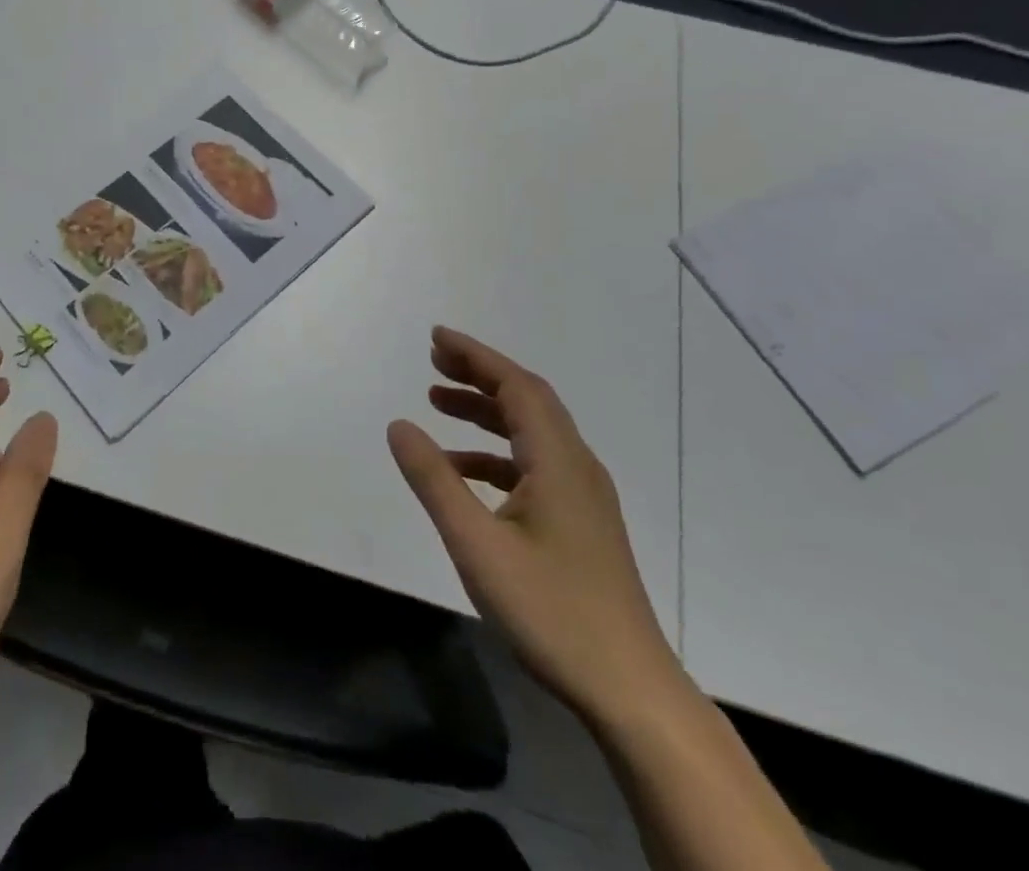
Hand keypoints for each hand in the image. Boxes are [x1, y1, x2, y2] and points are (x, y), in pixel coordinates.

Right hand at [388, 327, 680, 727]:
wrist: (630, 691)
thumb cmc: (551, 612)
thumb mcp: (476, 544)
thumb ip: (434, 480)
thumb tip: (399, 424)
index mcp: (557, 460)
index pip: (516, 385)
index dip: (475, 356)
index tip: (435, 337)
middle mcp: (576, 465)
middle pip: (526, 400)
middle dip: (479, 374)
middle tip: (433, 361)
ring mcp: (583, 496)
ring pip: (531, 432)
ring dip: (485, 411)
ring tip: (437, 403)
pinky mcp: (581, 523)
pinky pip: (533, 464)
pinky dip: (495, 453)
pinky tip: (464, 471)